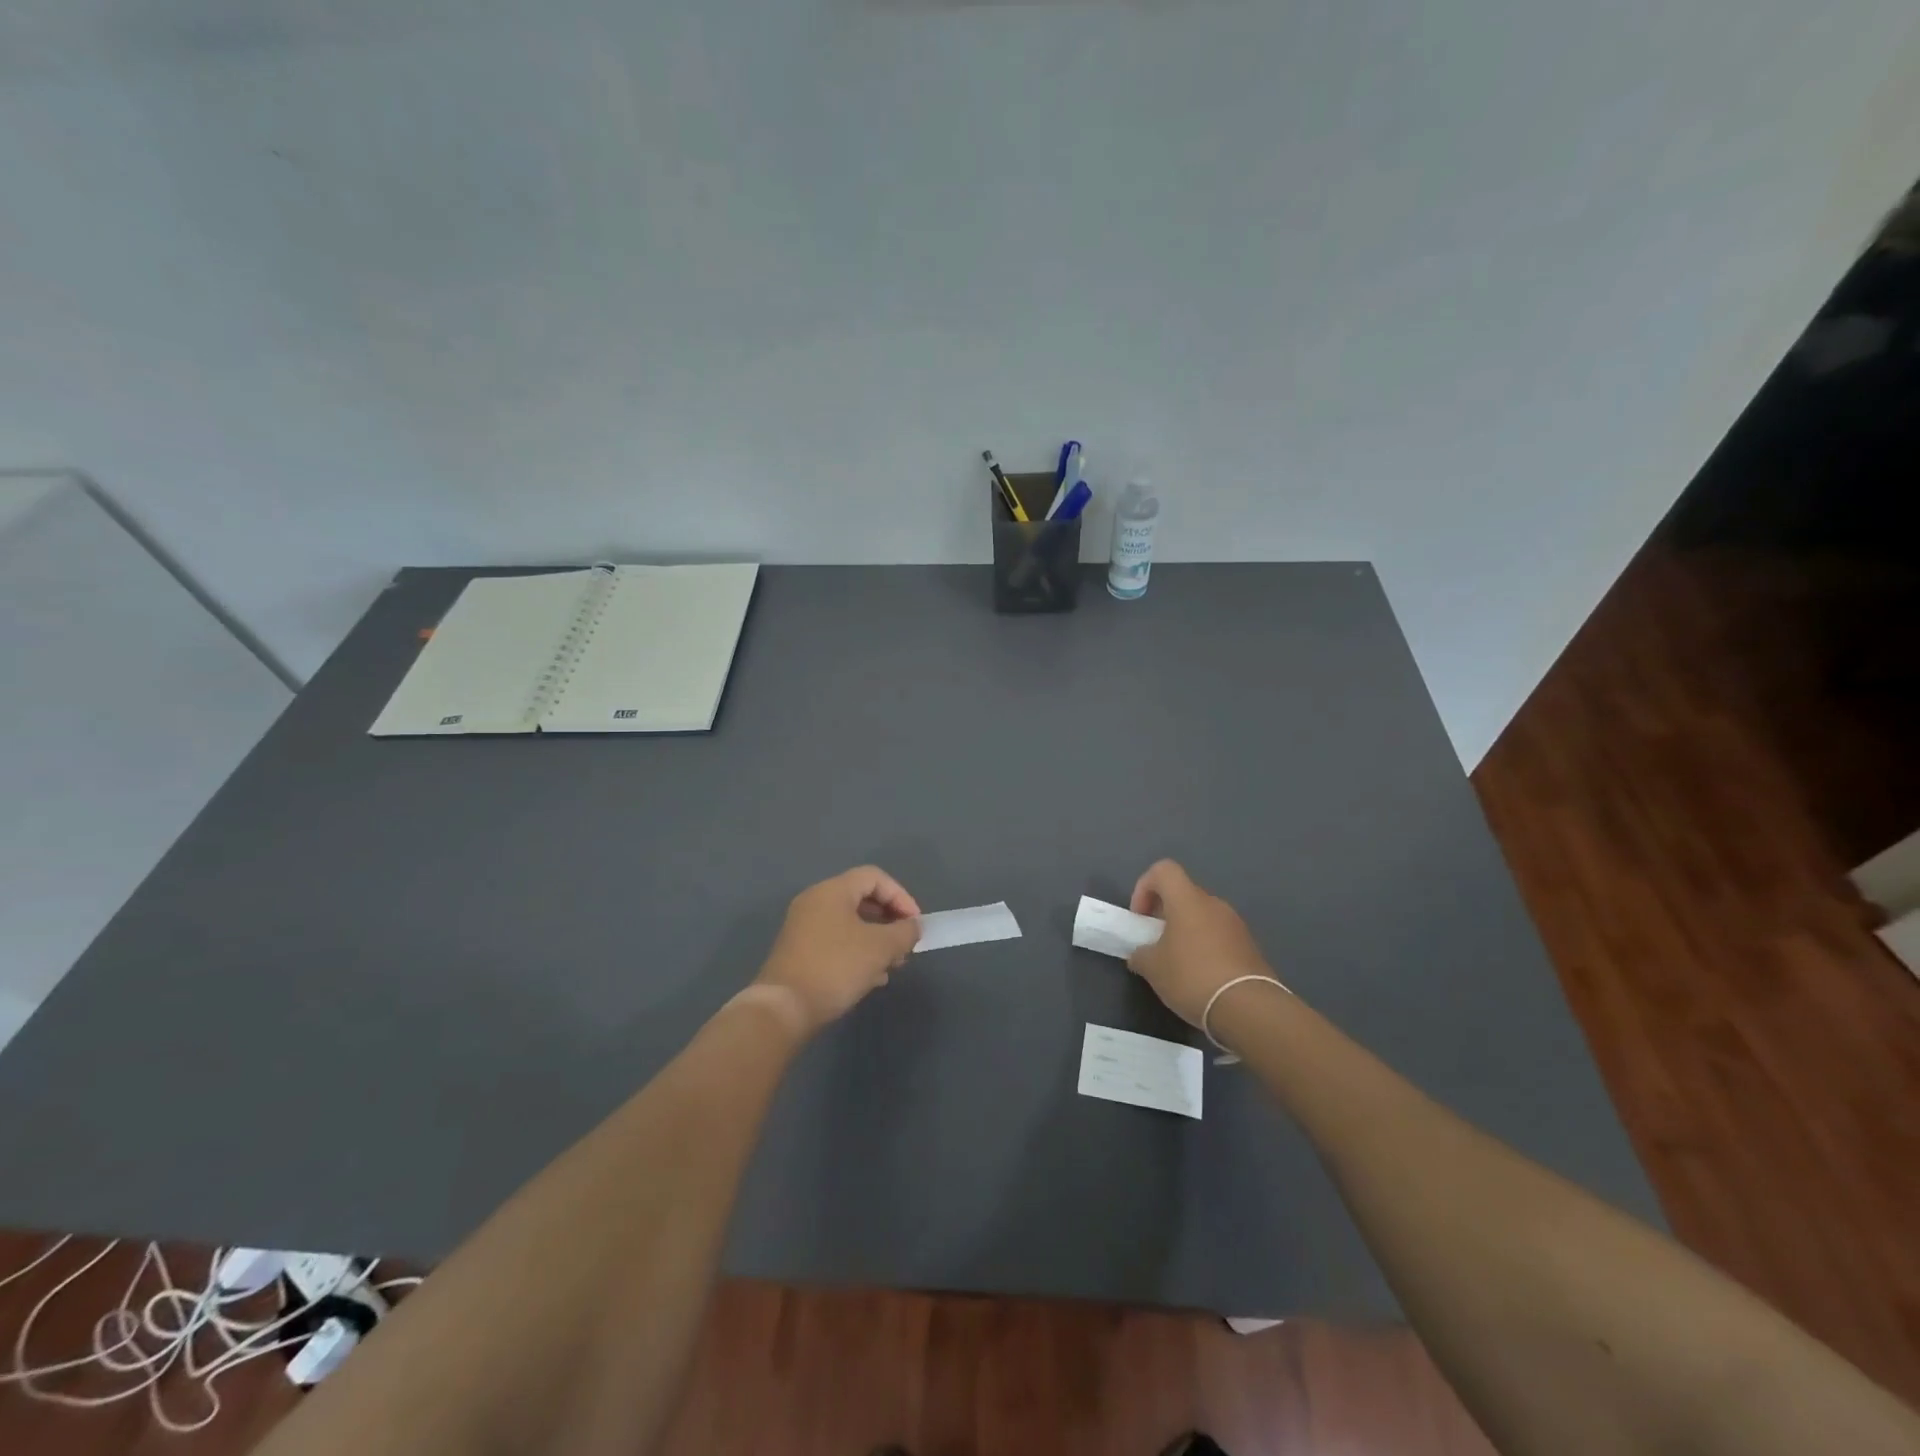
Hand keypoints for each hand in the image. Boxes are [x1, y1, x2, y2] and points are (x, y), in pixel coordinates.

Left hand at [755, 866, 921, 1033]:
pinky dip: (857, 952)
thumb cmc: (836, 967)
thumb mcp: (880, 948)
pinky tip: (871, 978)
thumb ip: (904, 932)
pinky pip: (836, 942)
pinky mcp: (799, 952)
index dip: (901, 896)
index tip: (915, 924)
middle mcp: (815, 902)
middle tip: (905, 945)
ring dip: (876, 940)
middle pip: (862, 899)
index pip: (874, 877)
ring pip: (850, 924)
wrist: (784, 1009)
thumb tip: (913, 927)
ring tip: (892, 965)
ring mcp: (803, 927)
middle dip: (889, 921)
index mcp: (832, 891)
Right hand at [1127, 859, 1274, 1025]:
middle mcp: (1214, 904)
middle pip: (1184, 894)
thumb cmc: (1192, 977)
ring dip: (1186, 932)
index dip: (1145, 886)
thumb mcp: (1152, 968)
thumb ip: (1141, 955)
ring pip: (1203, 916)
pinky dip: (1206, 948)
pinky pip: (1220, 936)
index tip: (1140, 917)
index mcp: (1187, 900)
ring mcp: (1236, 924)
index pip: (1163, 870)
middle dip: (1165, 914)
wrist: (1248, 1008)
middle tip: (1156, 942)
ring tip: (1178, 964)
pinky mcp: (1250, 946)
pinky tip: (1201, 976)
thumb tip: (1141, 954)